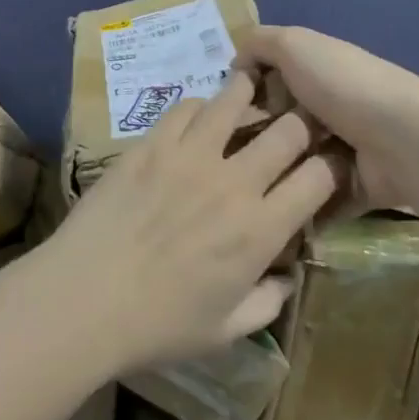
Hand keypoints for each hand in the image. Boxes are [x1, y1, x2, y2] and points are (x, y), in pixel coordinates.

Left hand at [35, 69, 340, 373]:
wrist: (85, 298)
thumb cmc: (158, 325)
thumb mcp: (226, 331)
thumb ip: (267, 303)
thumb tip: (286, 278)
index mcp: (260, 230)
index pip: (318, 179)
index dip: (333, 165)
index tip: (330, 162)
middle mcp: (233, 182)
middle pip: (287, 130)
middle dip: (303, 121)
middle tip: (297, 122)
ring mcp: (189, 155)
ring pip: (234, 102)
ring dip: (250, 94)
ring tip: (253, 87)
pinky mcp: (151, 144)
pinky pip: (185, 108)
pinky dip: (201, 106)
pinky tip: (200, 114)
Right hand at [241, 24, 418, 212]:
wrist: (402, 140)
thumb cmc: (342, 84)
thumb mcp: (293, 44)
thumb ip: (259, 43)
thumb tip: (237, 63)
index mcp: (317, 69)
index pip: (270, 78)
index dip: (247, 90)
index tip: (226, 107)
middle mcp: (329, 107)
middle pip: (279, 122)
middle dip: (256, 136)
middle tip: (233, 152)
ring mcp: (342, 149)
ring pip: (293, 162)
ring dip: (274, 172)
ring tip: (247, 184)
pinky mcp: (350, 187)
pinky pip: (315, 198)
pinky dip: (297, 205)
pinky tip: (268, 209)